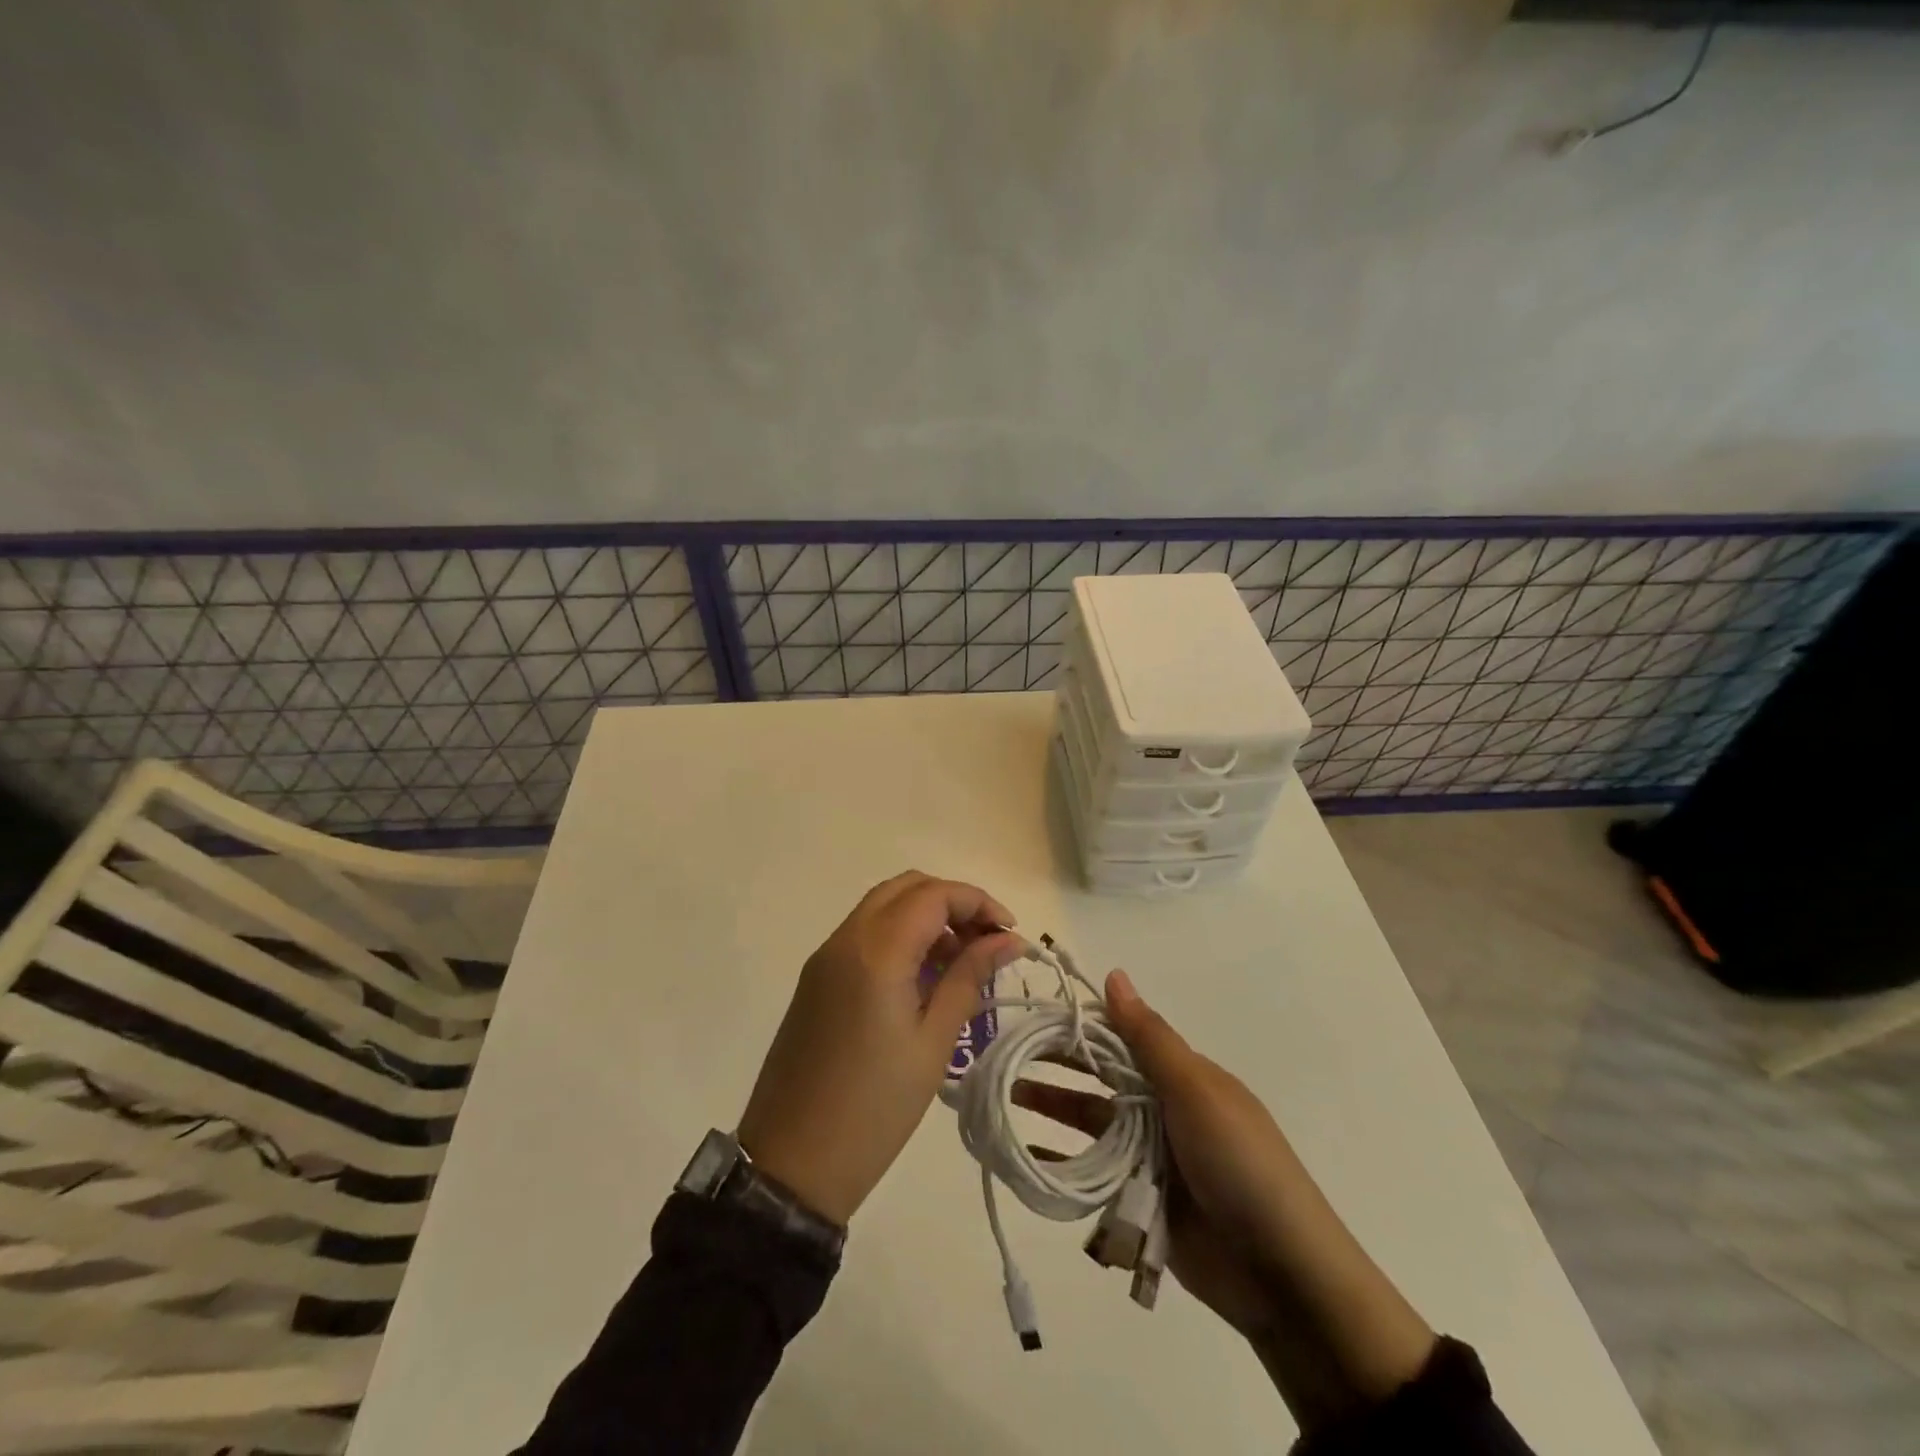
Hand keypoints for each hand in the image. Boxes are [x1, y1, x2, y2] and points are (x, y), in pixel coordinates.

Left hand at [737, 872, 1024, 1225]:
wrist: (792, 1164)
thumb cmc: (874, 1108)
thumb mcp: (933, 1042)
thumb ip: (969, 978)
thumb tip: (1008, 940)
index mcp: (875, 952)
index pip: (933, 895)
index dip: (978, 902)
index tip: (1010, 933)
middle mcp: (845, 939)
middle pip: (906, 887)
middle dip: (952, 902)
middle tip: (985, 942)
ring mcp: (825, 957)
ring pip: (882, 906)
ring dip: (925, 917)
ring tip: (960, 962)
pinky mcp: (816, 978)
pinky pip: (864, 933)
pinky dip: (899, 936)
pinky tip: (923, 977)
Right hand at [1012, 970, 1298, 1337]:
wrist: (1284, 1275)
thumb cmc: (1241, 1164)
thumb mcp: (1196, 1091)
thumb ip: (1149, 1037)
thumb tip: (1113, 973)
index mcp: (1181, 1076)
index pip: (1119, 1038)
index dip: (1077, 1027)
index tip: (1031, 1018)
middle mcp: (1162, 1109)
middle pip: (1099, 1079)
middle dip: (1056, 1065)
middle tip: (1004, 1057)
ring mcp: (1151, 1157)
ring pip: (1091, 1123)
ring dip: (1052, 1109)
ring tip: (1004, 1100)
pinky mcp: (1140, 1201)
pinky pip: (1093, 1173)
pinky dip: (1061, 1162)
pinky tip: (1026, 1155)